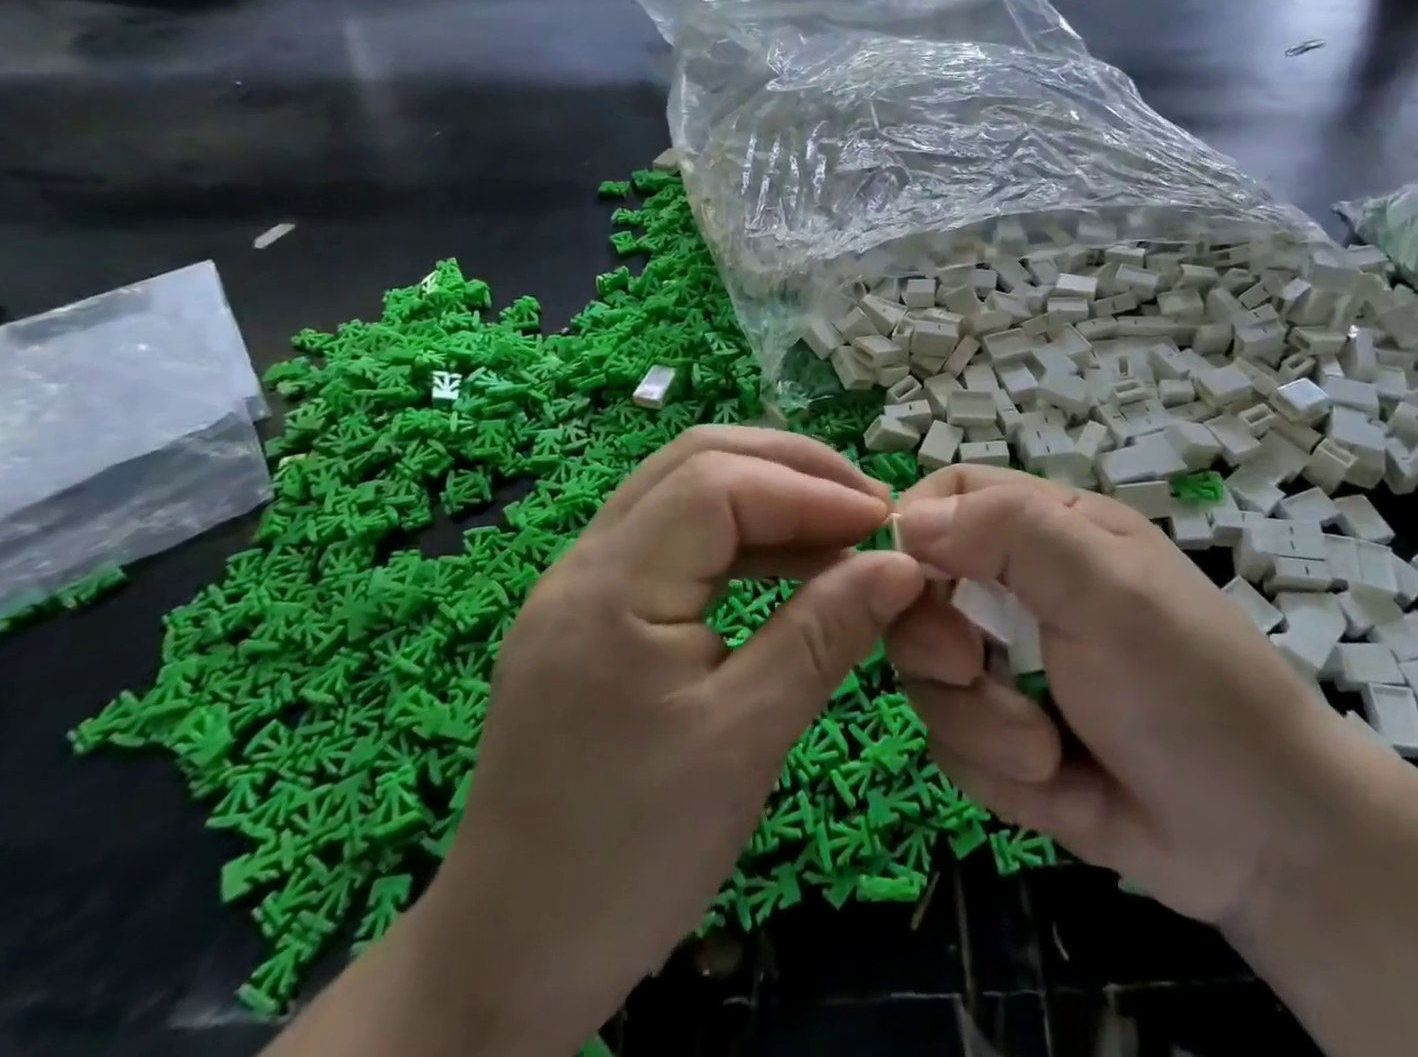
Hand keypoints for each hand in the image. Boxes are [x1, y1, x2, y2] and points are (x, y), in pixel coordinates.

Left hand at [410, 428, 924, 1047]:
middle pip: (696, 461)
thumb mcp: (746, 740)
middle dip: (791, 468)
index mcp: (609, 588)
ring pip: (684, 490)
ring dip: (768, 494)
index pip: (717, 485)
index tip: (883, 522)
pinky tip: (789, 564)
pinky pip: (676, 538)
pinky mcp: (594, 612)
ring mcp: (582, 583)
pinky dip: (741, 536)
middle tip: (868, 505)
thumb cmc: (633, 853)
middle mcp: (584, 563)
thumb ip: (825, 633)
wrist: (514, 957)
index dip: (809, 490)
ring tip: (842, 529)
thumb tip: (902, 564)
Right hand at [888, 467, 1357, 926]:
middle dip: (936, 642)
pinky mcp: (1005, 739)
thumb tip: (907, 518)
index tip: (902, 579)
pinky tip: (1059, 784)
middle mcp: (1019, 589)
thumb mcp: (1108, 590)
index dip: (915, 525)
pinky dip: (996, 771)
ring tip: (1047, 751)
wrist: (1265, 844)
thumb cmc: (1192, 688)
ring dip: (977, 720)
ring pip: (927, 674)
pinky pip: (952, 743)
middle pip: (918, 588)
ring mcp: (1008, 666)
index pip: (952, 492)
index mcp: (1050, 531)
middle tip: (976, 668)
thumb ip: (1011, 534)